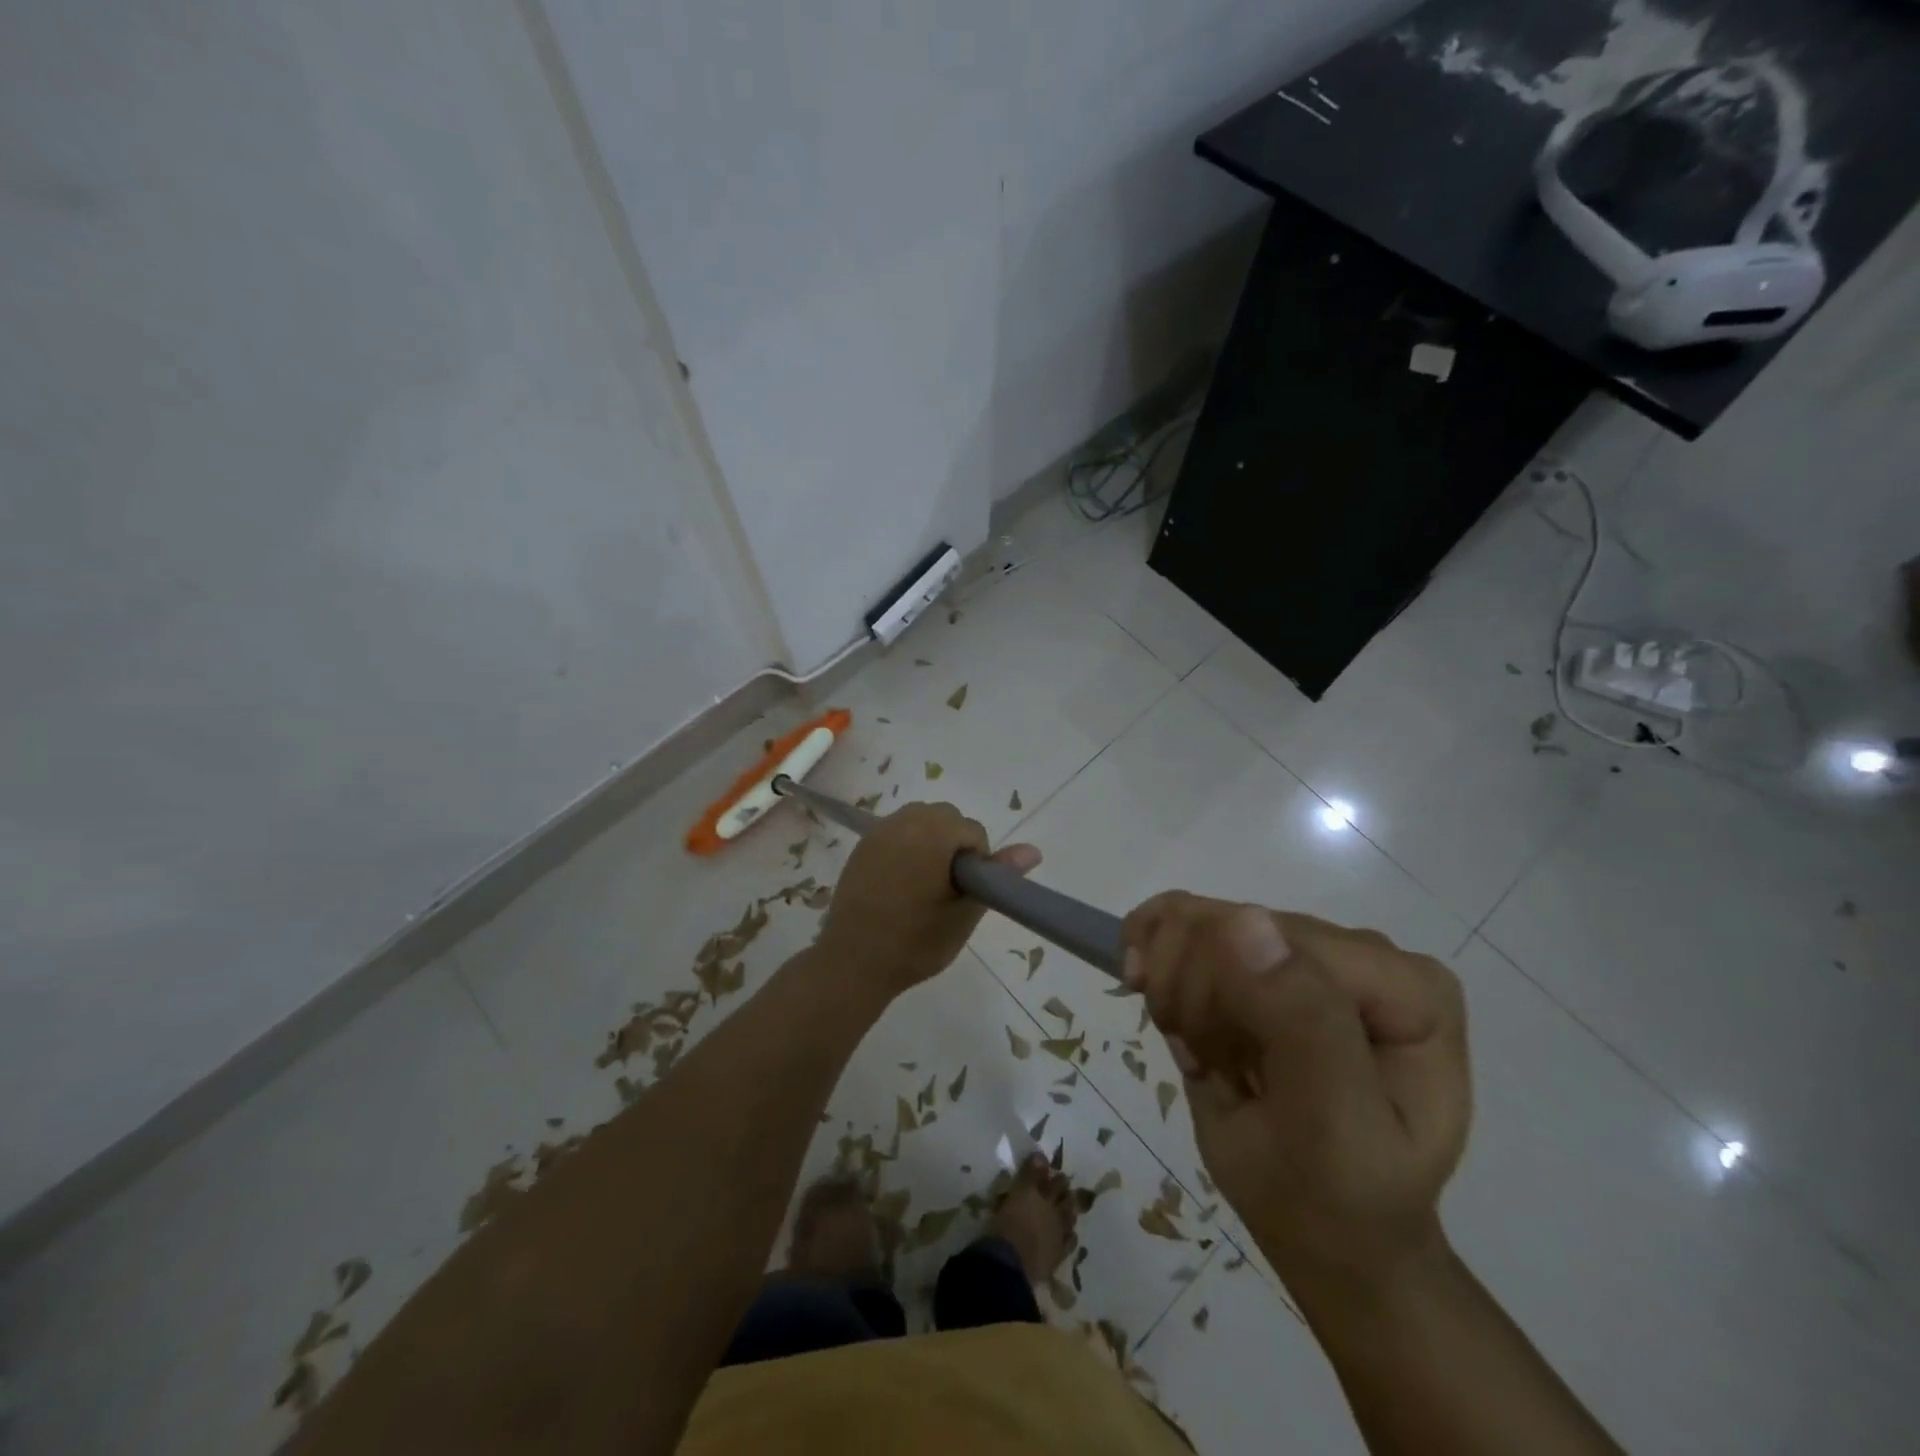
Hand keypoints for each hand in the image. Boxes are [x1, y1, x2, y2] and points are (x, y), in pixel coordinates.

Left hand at [816, 802, 1039, 998]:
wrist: (853, 962)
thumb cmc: (915, 942)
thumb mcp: (964, 912)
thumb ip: (996, 875)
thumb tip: (1034, 850)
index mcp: (932, 834)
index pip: (973, 830)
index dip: (977, 861)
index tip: (964, 893)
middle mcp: (904, 822)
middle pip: (946, 817)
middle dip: (954, 844)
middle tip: (948, 888)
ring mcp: (879, 832)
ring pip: (920, 819)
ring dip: (931, 841)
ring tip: (926, 884)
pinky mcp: (863, 846)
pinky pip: (897, 831)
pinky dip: (908, 846)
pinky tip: (901, 882)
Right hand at [1122, 893, 1469, 1299]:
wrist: (1325, 1232)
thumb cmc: (1338, 1197)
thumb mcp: (1335, 1129)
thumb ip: (1304, 1024)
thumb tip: (1244, 920)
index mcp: (1406, 986)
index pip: (1282, 940)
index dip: (1221, 990)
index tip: (1204, 1058)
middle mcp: (1358, 950)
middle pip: (1231, 924)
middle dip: (1194, 996)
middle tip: (1207, 1061)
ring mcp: (1304, 947)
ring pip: (1193, 921)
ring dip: (1173, 991)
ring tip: (1201, 1048)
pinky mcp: (1257, 951)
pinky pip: (1178, 923)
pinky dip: (1156, 967)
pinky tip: (1174, 1016)